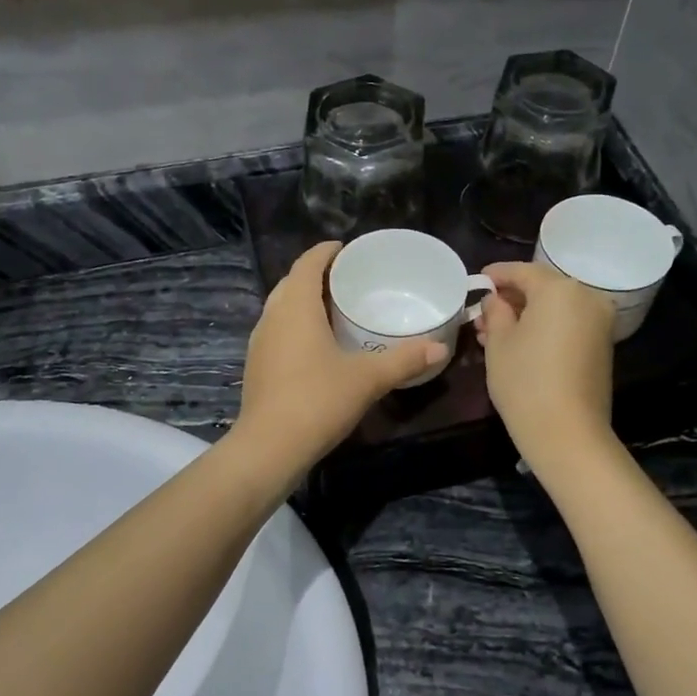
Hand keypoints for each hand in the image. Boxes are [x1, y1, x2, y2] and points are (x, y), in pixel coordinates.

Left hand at [233, 242, 448, 467]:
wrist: (269, 446)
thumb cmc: (318, 400)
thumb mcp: (367, 378)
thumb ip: (404, 360)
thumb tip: (439, 348)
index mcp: (296, 307)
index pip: (307, 264)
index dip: (325, 252)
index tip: (345, 249)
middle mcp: (272, 317)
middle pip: (291, 283)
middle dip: (315, 275)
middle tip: (346, 279)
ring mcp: (260, 342)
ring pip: (281, 308)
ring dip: (303, 301)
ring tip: (333, 308)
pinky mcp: (256, 365)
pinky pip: (278, 331)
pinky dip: (296, 325)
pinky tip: (316, 345)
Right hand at [476, 260, 617, 468]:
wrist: (567, 433)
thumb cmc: (525, 381)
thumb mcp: (499, 343)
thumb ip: (495, 312)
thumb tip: (495, 300)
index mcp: (559, 289)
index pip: (522, 271)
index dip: (496, 275)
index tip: (477, 280)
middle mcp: (586, 297)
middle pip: (542, 287)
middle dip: (511, 298)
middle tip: (482, 313)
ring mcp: (599, 322)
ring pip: (555, 308)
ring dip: (526, 315)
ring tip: (493, 332)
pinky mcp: (602, 345)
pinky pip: (567, 324)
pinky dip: (544, 327)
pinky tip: (518, 343)